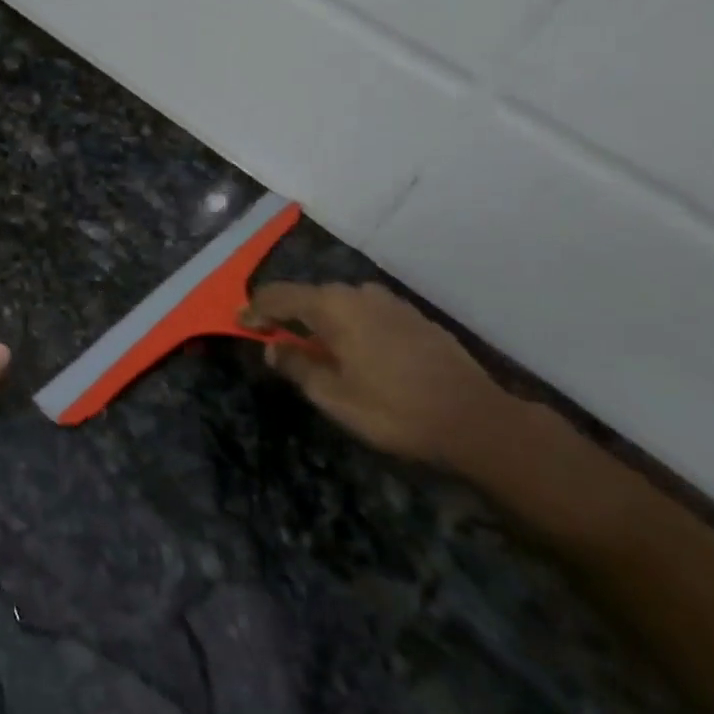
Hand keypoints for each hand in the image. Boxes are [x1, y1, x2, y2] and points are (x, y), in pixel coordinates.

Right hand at [244, 282, 529, 468]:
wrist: (475, 419)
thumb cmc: (393, 410)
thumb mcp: (333, 396)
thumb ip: (297, 365)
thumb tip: (274, 347)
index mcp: (333, 306)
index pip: (279, 296)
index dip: (254, 309)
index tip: (238, 323)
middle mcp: (360, 293)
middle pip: (310, 296)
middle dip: (287, 314)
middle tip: (272, 338)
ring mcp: (391, 302)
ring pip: (341, 304)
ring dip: (320, 320)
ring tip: (313, 347)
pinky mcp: (414, 317)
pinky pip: (367, 313)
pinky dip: (349, 325)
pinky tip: (354, 351)